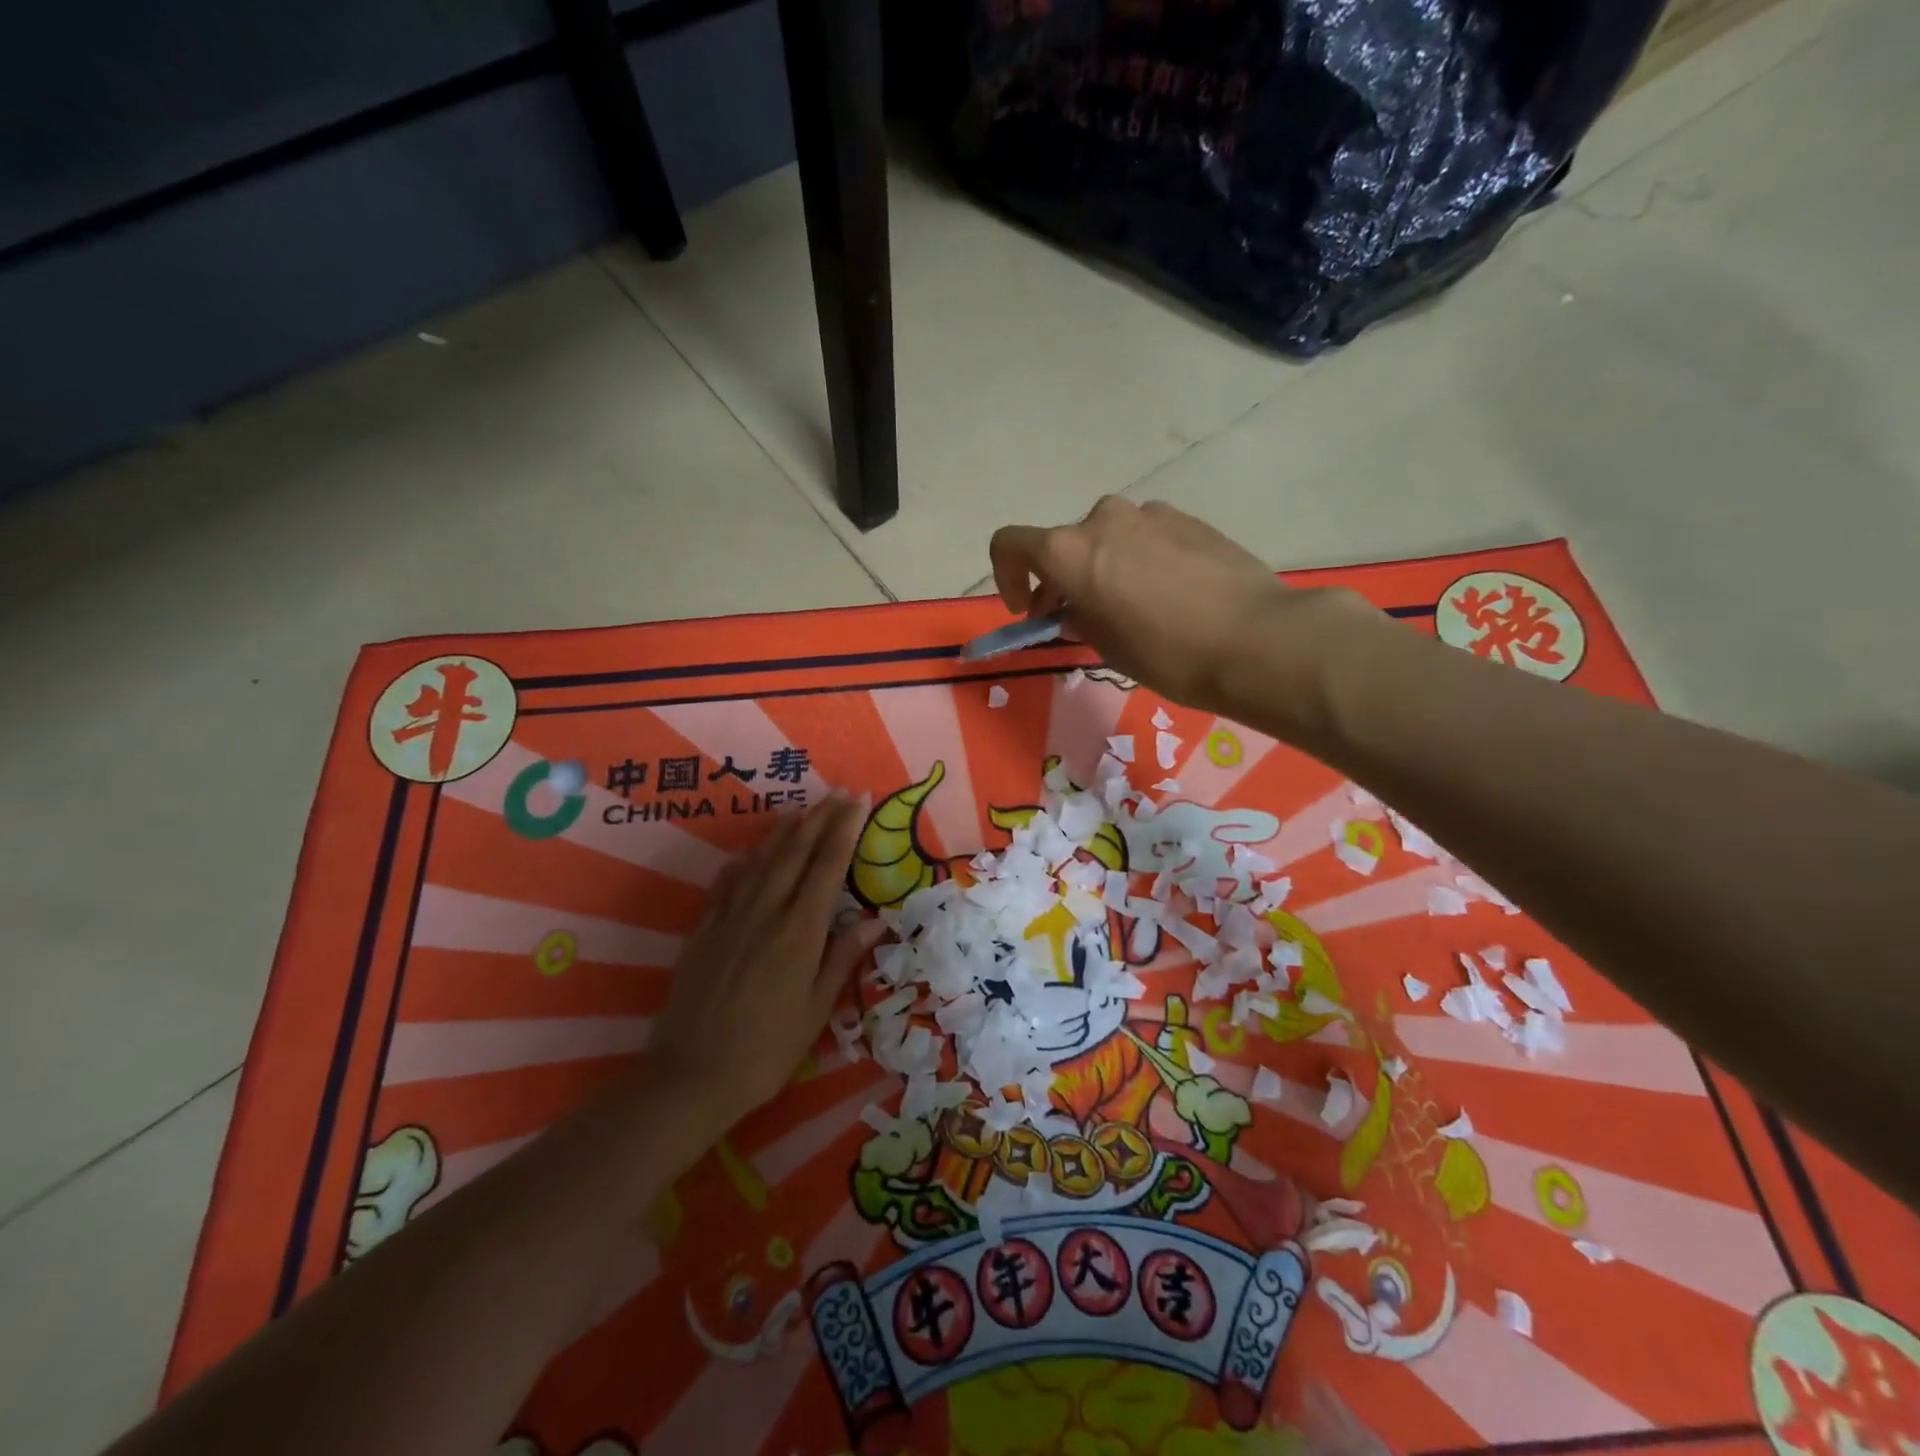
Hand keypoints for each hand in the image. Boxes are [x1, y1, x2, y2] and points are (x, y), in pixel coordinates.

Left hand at [650, 793, 884, 1134]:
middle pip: (795, 853)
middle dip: (819, 819)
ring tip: (799, 809)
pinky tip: (748, 854)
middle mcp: (766, 912)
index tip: (858, 802)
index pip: (827, 867)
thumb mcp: (816, 1010)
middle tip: (837, 794)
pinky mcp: (704, 931)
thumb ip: (842, 958)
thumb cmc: (766, 1050)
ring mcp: (730, 918)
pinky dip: (741, 863)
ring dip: (782, 831)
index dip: (844, 830)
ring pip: (760, 861)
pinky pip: (726, 884)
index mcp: (800, 931)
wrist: (691, 1075)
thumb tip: (876, 920)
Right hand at [989, 497, 1370, 714]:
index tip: (1028, 609)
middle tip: (1080, 617)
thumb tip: (1076, 609)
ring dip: (1103, 565)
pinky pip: (1146, 535)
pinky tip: (1168, 593)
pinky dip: (1140, 558)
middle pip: (1064, 543)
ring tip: (1129, 605)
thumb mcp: (1106, 645)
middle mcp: (1104, 520)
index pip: (1010, 544)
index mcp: (1070, 551)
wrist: (1255, 638)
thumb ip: (1079, 618)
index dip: (1007, 577)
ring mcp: (1150, 514)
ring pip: (1108, 537)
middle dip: (1061, 578)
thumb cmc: (1166, 653)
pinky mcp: (1189, 519)